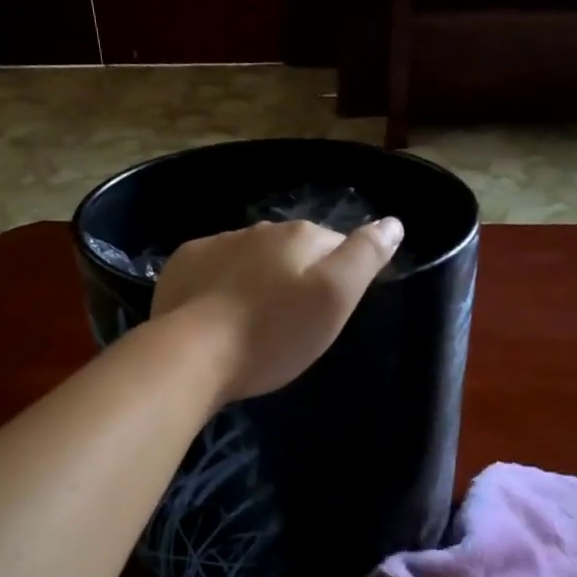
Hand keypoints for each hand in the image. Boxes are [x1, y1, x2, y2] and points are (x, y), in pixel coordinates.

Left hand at [150, 216, 403, 404]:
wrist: (192, 354)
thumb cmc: (273, 332)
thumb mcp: (334, 299)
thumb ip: (365, 257)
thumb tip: (392, 223)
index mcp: (300, 236)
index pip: (336, 245)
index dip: (338, 278)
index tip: (329, 312)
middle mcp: (259, 229)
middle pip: (292, 250)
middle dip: (297, 277)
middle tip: (293, 323)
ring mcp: (217, 244)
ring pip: (252, 257)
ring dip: (259, 280)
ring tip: (254, 322)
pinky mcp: (183, 264)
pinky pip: (214, 268)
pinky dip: (221, 284)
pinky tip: (218, 315)